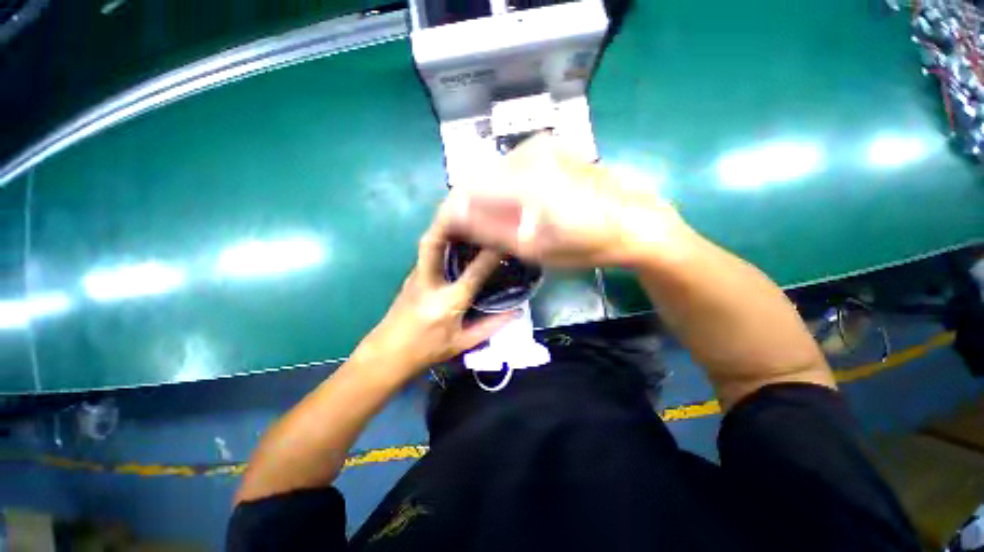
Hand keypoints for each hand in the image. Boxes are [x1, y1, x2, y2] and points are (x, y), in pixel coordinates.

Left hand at [352, 217, 516, 380]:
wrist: (385, 356)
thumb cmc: (426, 352)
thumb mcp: (462, 344)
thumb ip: (491, 326)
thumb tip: (516, 311)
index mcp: (447, 302)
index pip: (474, 272)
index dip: (491, 253)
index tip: (504, 236)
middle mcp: (429, 283)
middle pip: (434, 242)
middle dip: (448, 220)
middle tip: (465, 202)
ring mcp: (415, 277)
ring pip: (427, 243)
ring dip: (442, 224)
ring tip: (461, 210)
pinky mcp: (410, 277)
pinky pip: (427, 252)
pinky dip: (439, 238)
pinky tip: (452, 236)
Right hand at [442, 134, 693, 268]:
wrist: (635, 222)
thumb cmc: (586, 243)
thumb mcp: (534, 246)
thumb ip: (489, 228)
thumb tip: (453, 215)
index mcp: (522, 177)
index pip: (465, 191)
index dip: (451, 214)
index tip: (448, 235)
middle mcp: (526, 151)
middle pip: (478, 179)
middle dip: (469, 208)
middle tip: (471, 235)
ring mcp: (540, 146)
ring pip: (494, 174)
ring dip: (487, 199)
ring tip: (492, 226)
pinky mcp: (550, 149)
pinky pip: (512, 169)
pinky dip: (504, 190)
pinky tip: (513, 209)